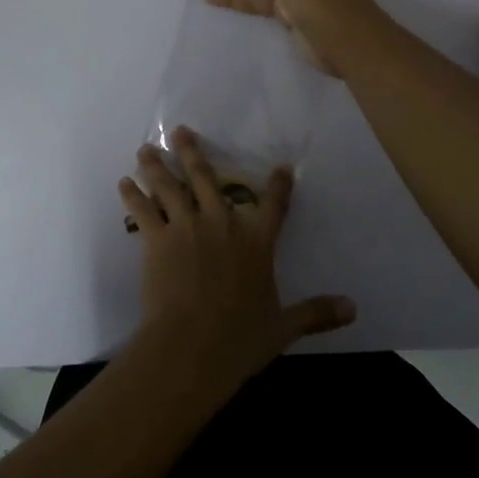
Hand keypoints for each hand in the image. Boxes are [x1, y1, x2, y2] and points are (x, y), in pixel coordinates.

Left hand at [118, 128, 354, 387]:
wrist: (192, 346)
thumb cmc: (240, 338)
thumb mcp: (284, 326)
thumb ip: (316, 312)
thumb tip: (353, 309)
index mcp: (256, 240)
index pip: (273, 204)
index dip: (279, 184)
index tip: (281, 168)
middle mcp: (221, 222)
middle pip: (205, 177)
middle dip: (192, 151)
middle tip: (180, 131)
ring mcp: (186, 226)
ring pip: (169, 185)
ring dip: (156, 165)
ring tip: (145, 149)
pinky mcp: (157, 239)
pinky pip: (143, 210)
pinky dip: (133, 195)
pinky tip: (125, 183)